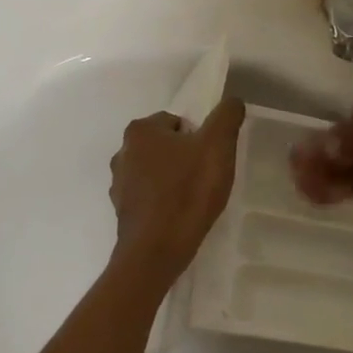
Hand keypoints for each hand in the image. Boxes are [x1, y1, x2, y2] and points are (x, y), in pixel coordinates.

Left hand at [109, 96, 245, 278]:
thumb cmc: (187, 192)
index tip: (210, 160)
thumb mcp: (217, 146)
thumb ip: (226, 117)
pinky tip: (179, 217)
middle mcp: (122, 152)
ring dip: (173, 180)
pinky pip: (149, 197)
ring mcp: (119, 183)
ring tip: (193, 200)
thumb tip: (232, 101)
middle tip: (205, 179)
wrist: (156, 251)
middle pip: (166, 146)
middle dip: (185, 159)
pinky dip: (163, 202)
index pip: (177, 123)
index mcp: (141, 130)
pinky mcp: (122, 211)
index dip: (199, 139)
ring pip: (156, 172)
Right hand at [289, 85, 352, 214]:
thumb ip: (345, 140)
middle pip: (351, 142)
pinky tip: (323, 195)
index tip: (301, 154)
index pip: (350, 118)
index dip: (325, 137)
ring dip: (331, 175)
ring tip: (304, 188)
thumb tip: (316, 148)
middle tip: (296, 174)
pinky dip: (347, 187)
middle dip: (323, 158)